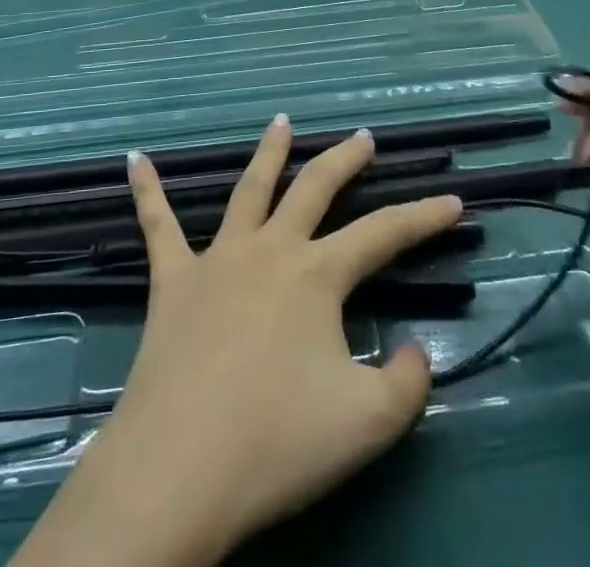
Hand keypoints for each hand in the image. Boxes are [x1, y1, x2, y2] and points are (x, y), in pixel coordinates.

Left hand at [21, 120, 461, 566]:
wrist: (181, 468)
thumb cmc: (277, 442)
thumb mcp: (368, 424)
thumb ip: (406, 384)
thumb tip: (413, 351)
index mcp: (316, 275)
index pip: (383, 234)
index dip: (423, 217)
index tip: (454, 200)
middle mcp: (270, 250)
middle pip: (314, 188)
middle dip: (344, 160)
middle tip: (362, 138)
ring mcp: (217, 259)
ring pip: (248, 190)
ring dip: (268, 153)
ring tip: (281, 121)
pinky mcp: (172, 280)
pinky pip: (157, 226)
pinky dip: (147, 191)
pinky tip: (135, 160)